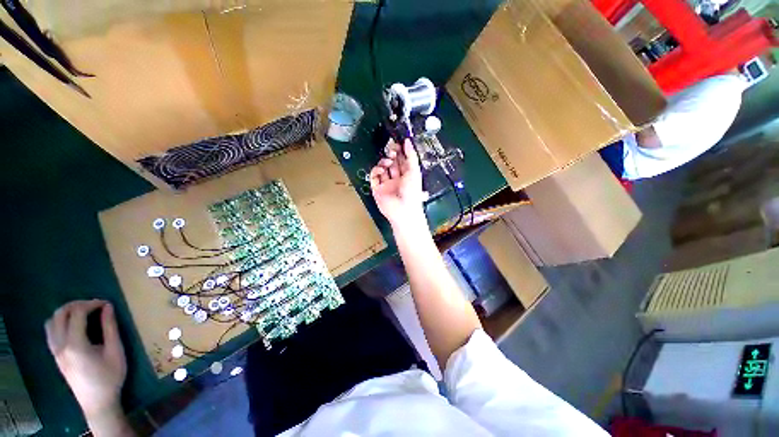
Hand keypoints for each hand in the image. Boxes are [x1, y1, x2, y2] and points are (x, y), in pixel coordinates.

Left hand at [45, 300, 126, 421]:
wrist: (97, 402)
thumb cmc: (110, 377)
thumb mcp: (115, 351)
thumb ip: (110, 328)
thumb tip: (108, 307)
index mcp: (75, 344)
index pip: (77, 313)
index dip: (91, 304)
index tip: (106, 304)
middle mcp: (60, 345)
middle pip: (60, 314)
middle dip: (76, 304)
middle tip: (94, 305)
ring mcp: (55, 351)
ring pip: (51, 322)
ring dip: (65, 312)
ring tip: (83, 313)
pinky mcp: (55, 355)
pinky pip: (50, 332)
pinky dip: (60, 322)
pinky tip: (73, 326)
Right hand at [370, 139, 424, 227]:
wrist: (403, 210)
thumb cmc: (412, 192)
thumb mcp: (414, 171)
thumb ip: (411, 155)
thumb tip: (407, 141)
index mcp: (408, 176)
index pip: (403, 160)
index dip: (400, 152)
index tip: (397, 143)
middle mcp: (397, 179)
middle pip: (392, 163)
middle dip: (391, 155)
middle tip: (391, 149)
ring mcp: (387, 184)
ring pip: (382, 169)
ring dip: (384, 162)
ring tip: (388, 161)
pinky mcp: (378, 189)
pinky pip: (374, 177)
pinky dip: (376, 171)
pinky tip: (381, 169)